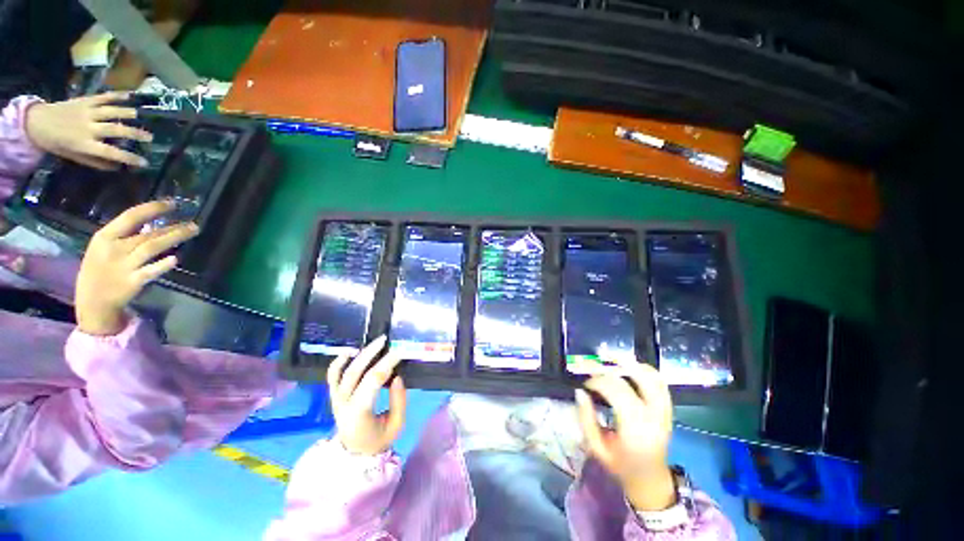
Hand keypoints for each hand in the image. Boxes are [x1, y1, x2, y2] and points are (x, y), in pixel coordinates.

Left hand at [24, 92, 151, 169]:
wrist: (37, 122)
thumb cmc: (57, 143)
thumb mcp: (73, 156)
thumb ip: (95, 161)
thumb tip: (117, 166)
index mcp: (84, 144)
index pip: (110, 152)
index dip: (128, 158)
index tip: (144, 162)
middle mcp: (88, 127)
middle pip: (115, 129)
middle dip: (134, 133)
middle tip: (150, 137)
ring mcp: (86, 112)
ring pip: (111, 111)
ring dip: (128, 113)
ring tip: (142, 116)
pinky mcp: (85, 100)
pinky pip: (103, 97)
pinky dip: (117, 95)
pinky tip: (130, 95)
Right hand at [75, 201, 198, 335]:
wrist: (91, 302)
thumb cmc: (100, 269)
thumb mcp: (104, 247)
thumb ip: (125, 235)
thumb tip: (153, 222)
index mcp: (104, 237)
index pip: (130, 217)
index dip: (152, 208)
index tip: (172, 203)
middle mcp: (114, 249)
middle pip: (147, 233)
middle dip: (172, 226)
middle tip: (193, 222)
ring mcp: (123, 266)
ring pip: (151, 248)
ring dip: (173, 238)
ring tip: (193, 231)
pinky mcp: (132, 282)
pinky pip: (149, 272)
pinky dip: (162, 265)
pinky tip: (175, 259)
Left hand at [327, 336, 406, 455]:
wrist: (354, 452)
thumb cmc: (378, 439)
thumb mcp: (396, 425)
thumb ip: (399, 401)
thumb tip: (397, 377)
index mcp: (359, 412)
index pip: (373, 380)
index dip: (387, 363)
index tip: (400, 352)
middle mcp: (343, 403)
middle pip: (356, 372)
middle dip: (372, 353)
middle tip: (386, 340)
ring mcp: (336, 399)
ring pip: (344, 371)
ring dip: (359, 354)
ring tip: (374, 343)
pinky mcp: (333, 396)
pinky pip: (332, 376)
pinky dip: (338, 362)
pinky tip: (349, 351)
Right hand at [575, 359, 675, 511]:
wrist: (650, 480)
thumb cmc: (620, 465)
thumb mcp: (596, 448)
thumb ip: (586, 419)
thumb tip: (580, 391)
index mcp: (635, 430)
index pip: (617, 391)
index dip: (598, 381)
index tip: (586, 383)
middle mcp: (654, 417)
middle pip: (636, 379)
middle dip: (614, 366)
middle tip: (597, 360)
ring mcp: (664, 412)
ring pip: (653, 378)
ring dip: (632, 363)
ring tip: (613, 357)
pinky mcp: (668, 410)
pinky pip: (661, 383)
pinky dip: (645, 370)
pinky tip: (630, 367)